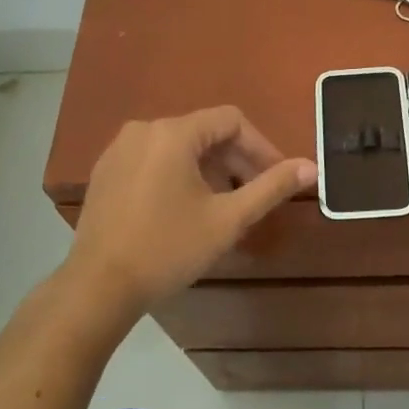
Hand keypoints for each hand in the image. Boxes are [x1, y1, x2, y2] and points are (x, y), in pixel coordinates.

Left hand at [66, 107, 316, 312]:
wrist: (98, 287)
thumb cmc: (168, 249)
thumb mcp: (228, 220)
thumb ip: (271, 187)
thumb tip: (311, 166)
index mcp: (173, 133)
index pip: (232, 121)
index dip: (261, 147)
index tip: (277, 178)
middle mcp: (144, 129)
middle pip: (205, 132)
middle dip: (236, 160)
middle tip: (255, 196)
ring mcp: (119, 149)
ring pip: (179, 146)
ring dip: (209, 169)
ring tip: (224, 206)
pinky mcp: (105, 171)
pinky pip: (154, 159)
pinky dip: (179, 174)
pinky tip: (185, 209)